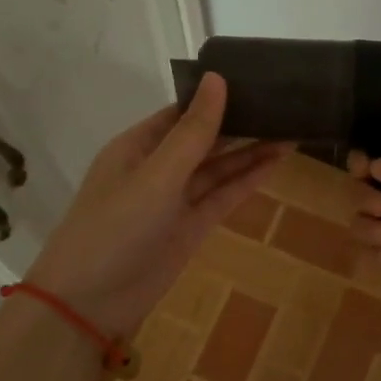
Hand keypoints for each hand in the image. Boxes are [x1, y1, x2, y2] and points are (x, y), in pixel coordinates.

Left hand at [26, 73, 282, 335]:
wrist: (88, 303)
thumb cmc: (115, 228)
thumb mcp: (156, 175)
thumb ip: (193, 132)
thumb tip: (218, 78)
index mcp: (138, 146)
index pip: (182, 112)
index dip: (216, 97)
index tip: (255, 80)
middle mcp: (157, 168)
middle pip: (204, 139)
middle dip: (239, 123)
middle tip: (285, 104)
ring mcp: (174, 200)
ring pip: (217, 169)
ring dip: (250, 152)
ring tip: (291, 130)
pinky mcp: (189, 229)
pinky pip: (222, 197)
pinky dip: (246, 181)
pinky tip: (274, 163)